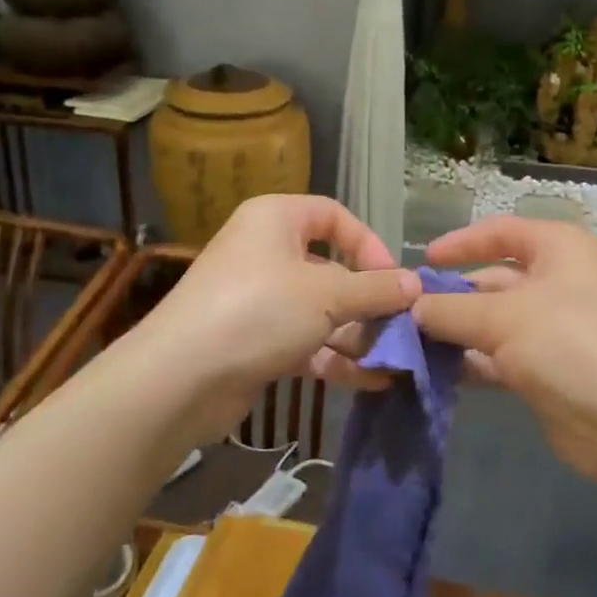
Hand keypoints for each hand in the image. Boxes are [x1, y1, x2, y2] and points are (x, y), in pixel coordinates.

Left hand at [131, 195, 418, 443]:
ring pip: (320, 310)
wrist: (181, 379)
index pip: (334, 216)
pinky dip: (336, 358)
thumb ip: (376, 289)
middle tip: (402, 327)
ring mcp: (258, 299)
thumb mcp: (328, 295)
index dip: (369, 244)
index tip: (393, 279)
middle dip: (368, 300)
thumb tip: (415, 285)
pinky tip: (372, 380)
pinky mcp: (255, 341)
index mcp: (276, 219)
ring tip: (395, 359)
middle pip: (331, 268)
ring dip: (357, 334)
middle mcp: (266, 252)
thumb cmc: (260, 311)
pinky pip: (305, 341)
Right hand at [410, 216, 596, 487]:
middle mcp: (559, 281)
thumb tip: (411, 307)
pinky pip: (501, 357)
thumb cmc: (569, 343)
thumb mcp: (502, 318)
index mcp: (558, 249)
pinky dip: (473, 362)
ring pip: (494, 322)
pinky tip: (437, 371)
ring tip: (411, 343)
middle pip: (494, 279)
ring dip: (458, 332)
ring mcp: (555, 328)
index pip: (501, 232)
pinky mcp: (549, 370)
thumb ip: (451, 309)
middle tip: (407, 312)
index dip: (460, 243)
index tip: (423, 260)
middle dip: (453, 295)